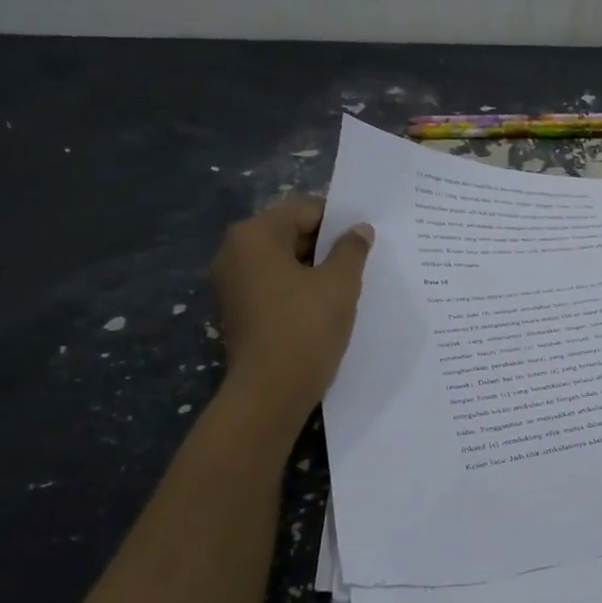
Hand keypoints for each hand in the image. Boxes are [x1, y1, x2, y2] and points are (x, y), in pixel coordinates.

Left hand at [210, 199, 373, 415]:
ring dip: (317, 268)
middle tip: (365, 258)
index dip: (341, 220)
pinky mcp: (239, 311)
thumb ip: (351, 249)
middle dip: (328, 244)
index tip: (369, 235)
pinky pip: (276, 286)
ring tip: (352, 281)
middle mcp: (234, 252)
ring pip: (284, 262)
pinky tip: (329, 304)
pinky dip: (301, 289)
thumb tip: (360, 229)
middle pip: (291, 234)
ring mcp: (233, 284)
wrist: (270, 392)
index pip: (305, 210)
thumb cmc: (305, 327)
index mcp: (254, 235)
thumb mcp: (339, 283)